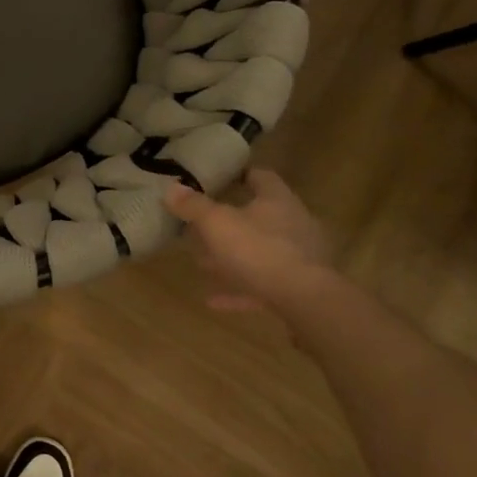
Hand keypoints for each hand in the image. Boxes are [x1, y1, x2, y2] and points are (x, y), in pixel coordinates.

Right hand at [167, 169, 335, 313]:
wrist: (306, 301)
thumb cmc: (260, 250)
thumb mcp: (217, 224)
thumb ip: (193, 206)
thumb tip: (171, 188)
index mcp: (278, 200)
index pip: (261, 177)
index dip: (240, 175)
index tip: (220, 179)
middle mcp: (294, 224)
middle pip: (260, 216)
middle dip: (231, 222)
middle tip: (202, 226)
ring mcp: (300, 258)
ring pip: (261, 252)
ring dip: (233, 257)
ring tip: (203, 263)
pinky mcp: (299, 289)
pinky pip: (262, 285)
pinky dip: (239, 289)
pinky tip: (214, 300)